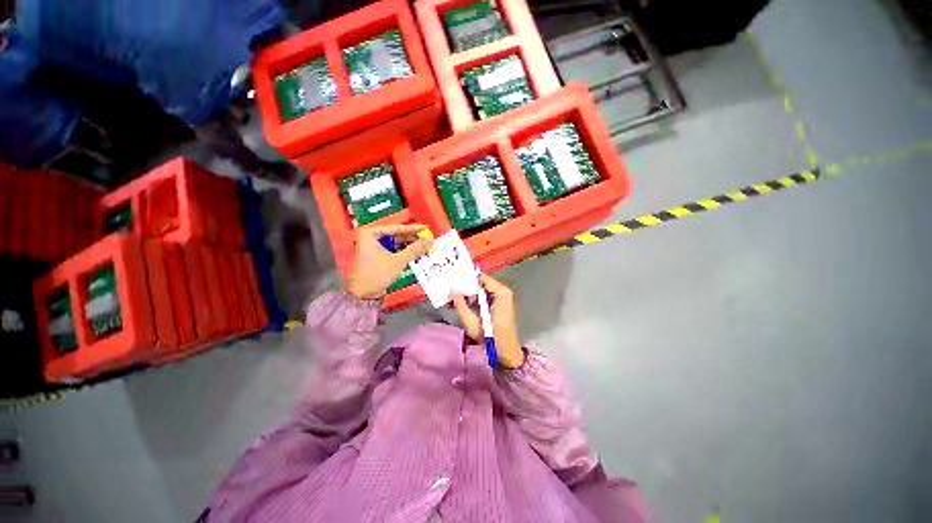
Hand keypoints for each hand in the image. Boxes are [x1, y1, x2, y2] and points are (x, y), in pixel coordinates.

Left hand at [347, 224, 431, 299]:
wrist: (362, 295)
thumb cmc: (375, 275)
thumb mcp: (397, 261)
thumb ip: (415, 249)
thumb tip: (430, 240)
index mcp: (370, 234)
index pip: (396, 228)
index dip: (413, 229)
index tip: (426, 228)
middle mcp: (371, 237)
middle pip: (397, 235)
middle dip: (413, 238)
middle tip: (428, 238)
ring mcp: (374, 247)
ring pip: (396, 243)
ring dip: (410, 245)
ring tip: (425, 246)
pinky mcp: (378, 256)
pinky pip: (394, 250)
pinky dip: (405, 252)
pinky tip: (417, 253)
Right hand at [451, 274, 524, 368]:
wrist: (506, 354)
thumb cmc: (491, 338)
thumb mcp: (472, 322)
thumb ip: (461, 305)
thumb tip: (452, 291)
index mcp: (501, 292)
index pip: (481, 277)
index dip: (467, 279)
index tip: (453, 281)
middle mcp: (502, 292)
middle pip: (480, 284)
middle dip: (465, 288)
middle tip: (450, 291)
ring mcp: (501, 299)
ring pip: (480, 292)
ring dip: (467, 296)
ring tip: (452, 299)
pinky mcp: (498, 306)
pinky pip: (483, 299)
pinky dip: (473, 302)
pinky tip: (460, 305)